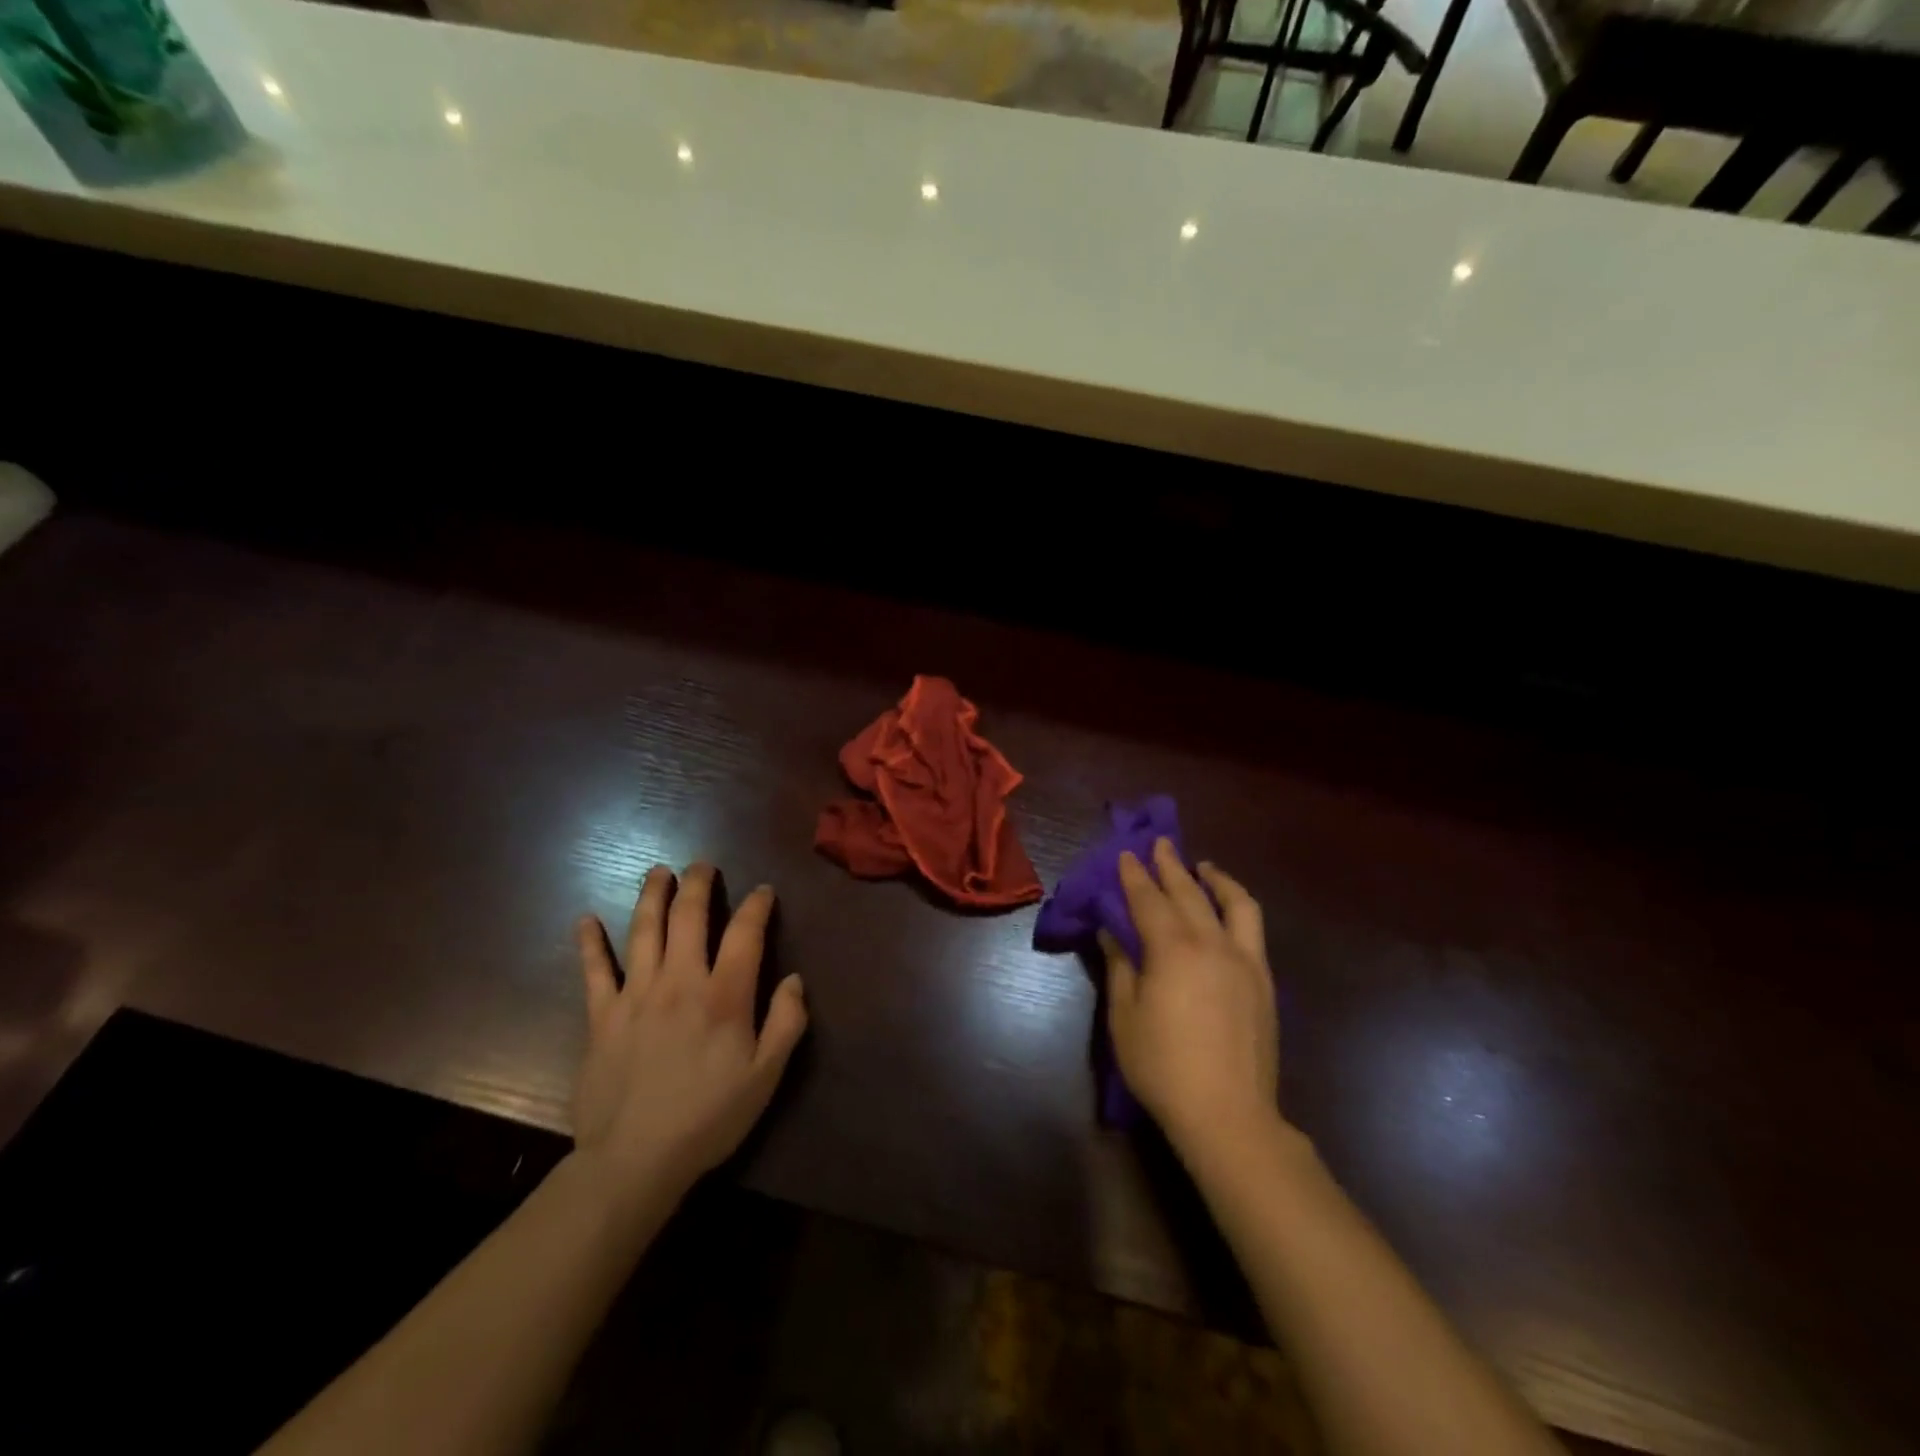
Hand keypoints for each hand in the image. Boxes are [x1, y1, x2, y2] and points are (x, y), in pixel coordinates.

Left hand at [571, 863, 807, 1209]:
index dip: (756, 906)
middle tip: (702, 865)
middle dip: (698, 884)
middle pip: (689, 918)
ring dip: (652, 896)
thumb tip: (793, 980)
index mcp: (723, 996)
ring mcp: (635, 995)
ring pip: (643, 930)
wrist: (634, 1160)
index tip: (762, 892)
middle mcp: (680, 982)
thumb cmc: (708, 1117)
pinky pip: (594, 971)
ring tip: (658, 872)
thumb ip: (786, 1023)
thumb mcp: (766, 1076)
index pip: (744, 934)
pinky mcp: (602, 1016)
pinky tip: (586, 920)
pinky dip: (590, 943)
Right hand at [1103, 840, 1279, 1156]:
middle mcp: (1212, 944)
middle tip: (1159, 843)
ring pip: (1234, 903)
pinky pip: (1253, 928)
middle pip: (1189, 893)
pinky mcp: (1264, 981)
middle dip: (1171, 865)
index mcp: (1173, 950)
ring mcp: (1244, 961)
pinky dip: (1237, 906)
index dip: (1134, 875)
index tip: (1126, 853)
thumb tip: (1112, 934)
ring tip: (1202, 866)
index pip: (1149, 900)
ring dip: (1216, 878)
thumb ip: (1121, 968)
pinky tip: (1228, 910)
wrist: (1228, 1114)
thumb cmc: (1163, 1066)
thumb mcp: (1125, 1017)